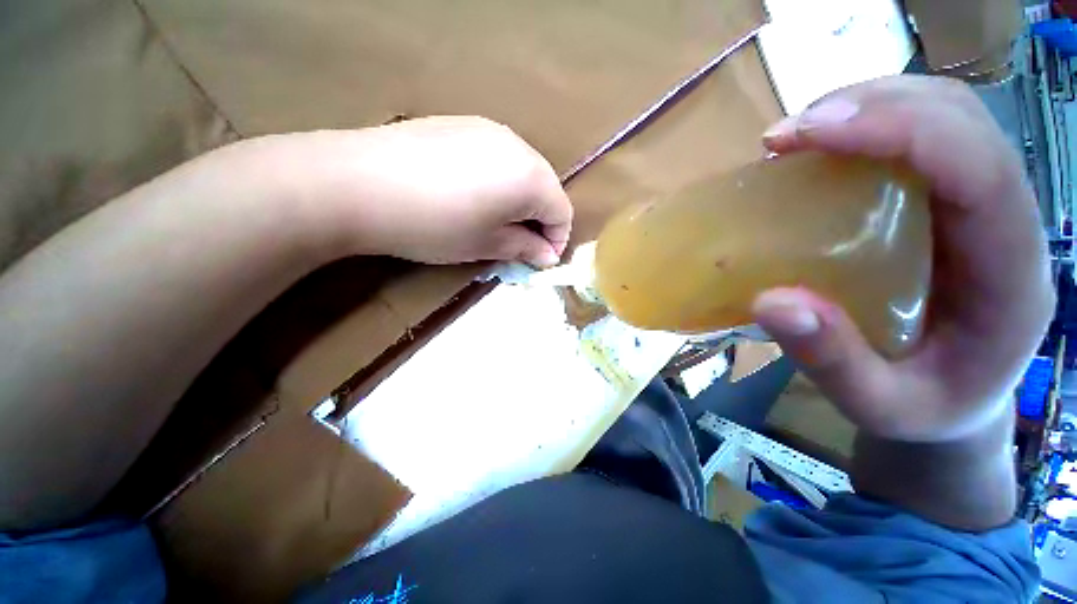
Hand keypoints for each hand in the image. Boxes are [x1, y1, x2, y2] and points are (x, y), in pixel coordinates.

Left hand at [270, 116, 572, 266]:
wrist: (358, 183)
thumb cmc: (435, 225)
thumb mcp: (487, 245)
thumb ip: (525, 248)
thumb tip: (547, 256)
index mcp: (531, 177)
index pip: (562, 212)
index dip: (556, 240)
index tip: (539, 260)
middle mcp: (518, 145)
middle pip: (545, 189)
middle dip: (538, 221)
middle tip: (517, 245)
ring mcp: (489, 129)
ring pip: (521, 172)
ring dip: (518, 202)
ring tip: (493, 222)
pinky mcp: (462, 124)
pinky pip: (496, 158)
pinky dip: (497, 182)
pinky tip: (470, 196)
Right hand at [752, 76, 1053, 442]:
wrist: (957, 403)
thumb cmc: (926, 409)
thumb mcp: (879, 406)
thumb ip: (833, 362)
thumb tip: (770, 300)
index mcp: (1012, 273)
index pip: (978, 166)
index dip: (898, 131)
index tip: (805, 135)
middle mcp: (1008, 220)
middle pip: (962, 119)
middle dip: (873, 106)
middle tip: (787, 135)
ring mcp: (982, 205)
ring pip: (944, 114)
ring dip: (868, 106)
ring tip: (797, 137)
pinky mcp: (951, 203)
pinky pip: (921, 137)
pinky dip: (868, 126)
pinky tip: (822, 150)